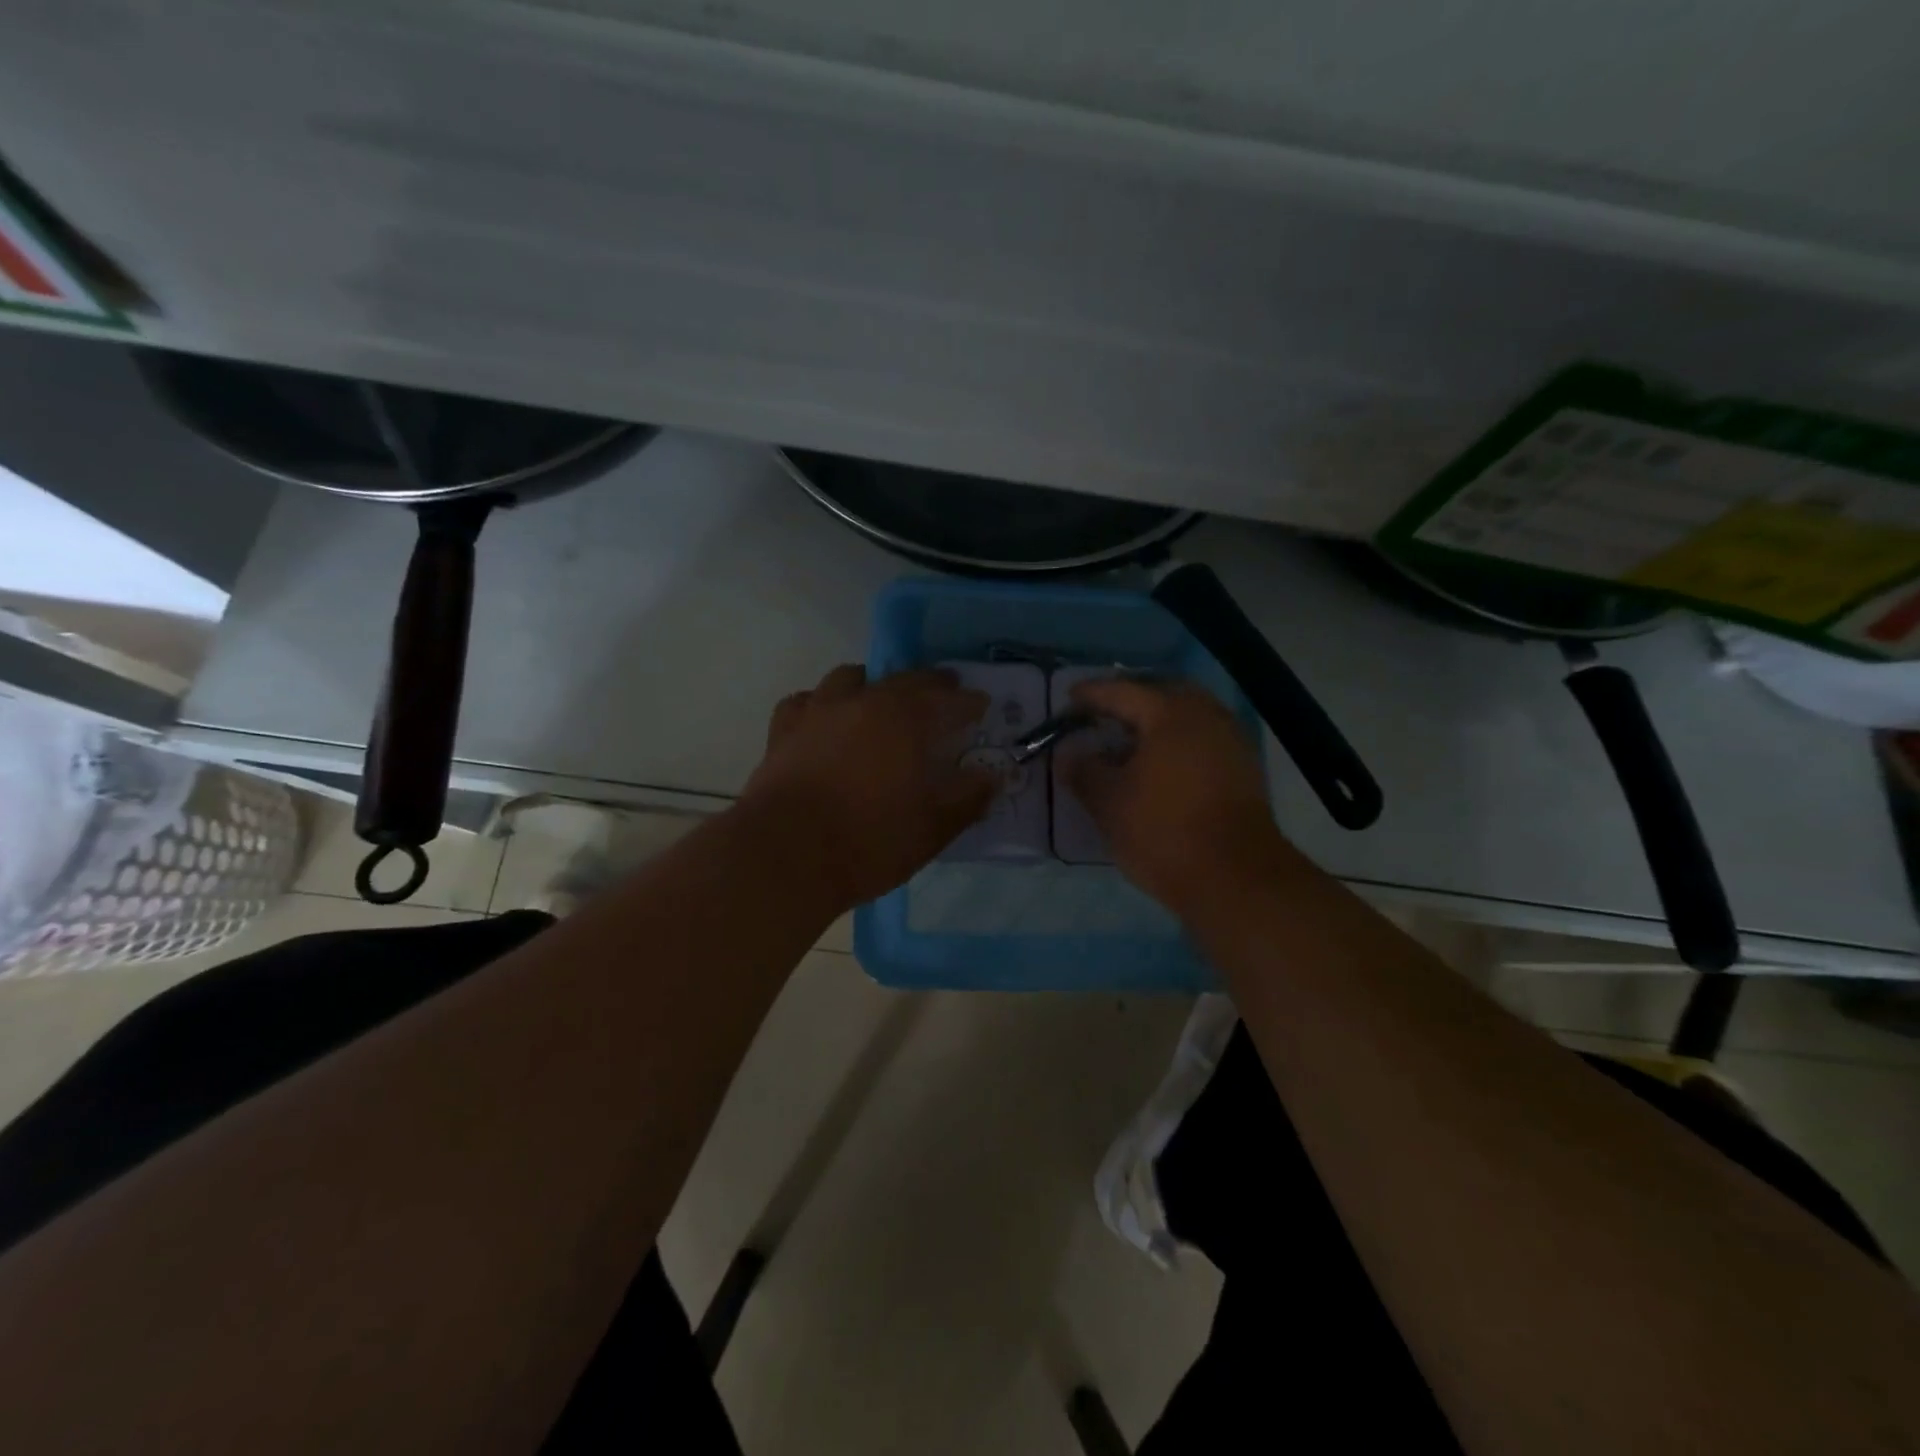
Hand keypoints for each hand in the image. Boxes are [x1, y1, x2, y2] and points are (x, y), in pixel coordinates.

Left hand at [741, 665, 994, 908]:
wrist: (784, 856)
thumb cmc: (868, 842)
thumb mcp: (931, 829)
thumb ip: (966, 799)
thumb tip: (989, 778)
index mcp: (904, 718)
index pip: (947, 699)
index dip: (968, 702)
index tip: (981, 706)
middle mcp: (861, 701)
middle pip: (902, 680)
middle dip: (928, 686)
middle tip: (943, 695)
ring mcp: (817, 712)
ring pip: (849, 679)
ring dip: (873, 685)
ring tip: (881, 703)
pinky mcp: (782, 731)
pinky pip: (806, 703)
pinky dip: (823, 706)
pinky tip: (825, 722)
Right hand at [1063, 677, 1292, 914]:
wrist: (1235, 878)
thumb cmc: (1163, 831)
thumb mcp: (1108, 802)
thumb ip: (1083, 770)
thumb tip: (1067, 753)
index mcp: (1170, 713)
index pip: (1123, 692)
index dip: (1091, 695)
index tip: (1068, 698)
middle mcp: (1206, 716)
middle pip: (1161, 696)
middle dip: (1130, 702)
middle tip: (1102, 715)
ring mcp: (1231, 741)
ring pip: (1186, 717)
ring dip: (1155, 724)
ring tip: (1127, 743)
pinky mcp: (1243, 769)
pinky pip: (1201, 739)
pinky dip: (1176, 743)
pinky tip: (1158, 766)